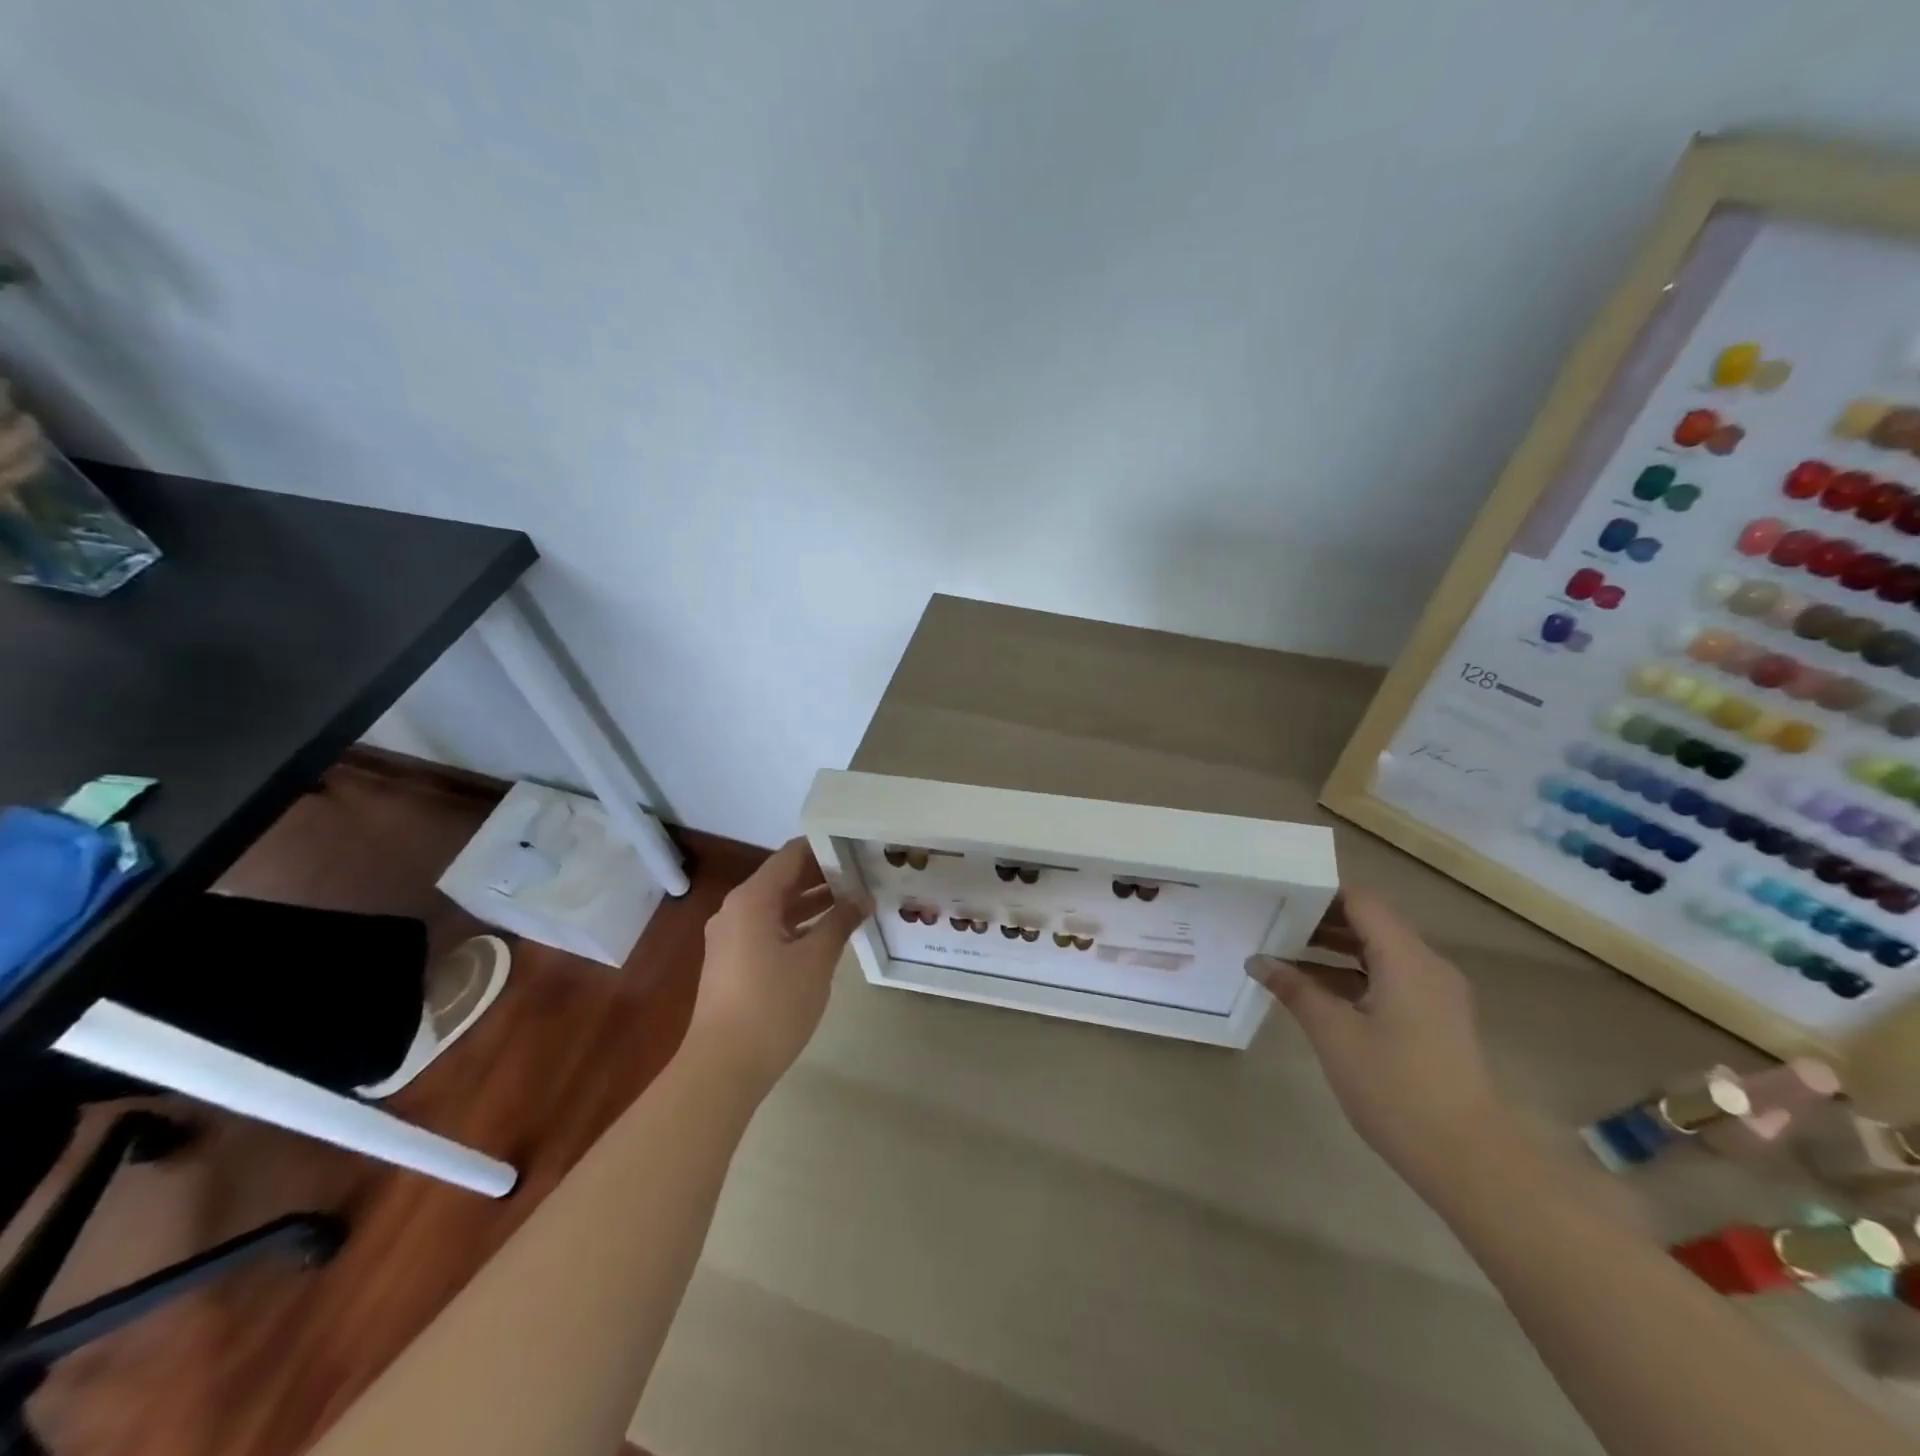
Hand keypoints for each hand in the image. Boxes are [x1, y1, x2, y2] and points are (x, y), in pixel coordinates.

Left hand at [687, 838, 870, 1098]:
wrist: (722, 1066)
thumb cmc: (772, 1004)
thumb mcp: (815, 960)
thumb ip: (840, 921)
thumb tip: (863, 897)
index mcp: (752, 899)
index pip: (792, 854)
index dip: (825, 847)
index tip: (859, 847)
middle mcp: (736, 909)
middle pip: (783, 878)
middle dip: (823, 875)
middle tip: (864, 873)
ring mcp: (731, 937)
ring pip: (777, 905)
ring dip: (813, 902)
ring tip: (855, 901)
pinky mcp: (733, 961)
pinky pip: (769, 928)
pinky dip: (797, 925)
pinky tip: (828, 934)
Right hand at [1248, 889, 1512, 1192]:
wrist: (1471, 1161)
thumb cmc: (1397, 1088)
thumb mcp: (1334, 1034)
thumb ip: (1296, 990)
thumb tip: (1258, 961)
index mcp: (1406, 958)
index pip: (1361, 901)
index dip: (1320, 892)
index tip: (1279, 894)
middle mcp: (1427, 966)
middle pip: (1371, 923)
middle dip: (1321, 920)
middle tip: (1272, 921)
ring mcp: (1435, 995)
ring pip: (1378, 953)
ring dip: (1334, 950)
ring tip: (1283, 953)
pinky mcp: (1435, 1021)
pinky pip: (1388, 980)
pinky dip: (1351, 977)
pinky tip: (1314, 993)